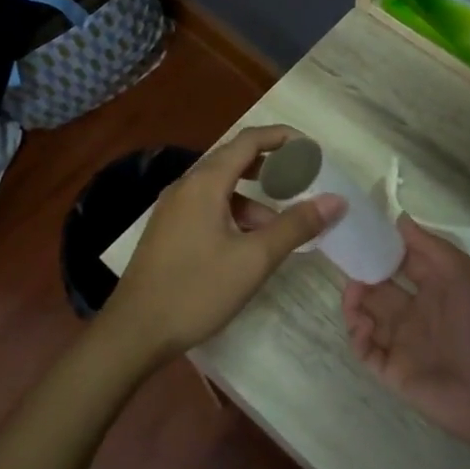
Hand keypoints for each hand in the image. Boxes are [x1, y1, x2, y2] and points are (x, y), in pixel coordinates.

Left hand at [109, 126, 342, 361]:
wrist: (134, 330)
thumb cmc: (196, 290)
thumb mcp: (253, 260)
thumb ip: (295, 226)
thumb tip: (336, 200)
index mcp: (204, 183)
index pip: (248, 140)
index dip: (282, 137)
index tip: (311, 149)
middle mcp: (185, 186)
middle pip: (232, 160)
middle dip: (269, 166)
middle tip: (301, 180)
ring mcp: (172, 208)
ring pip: (220, 188)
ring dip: (252, 198)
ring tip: (278, 226)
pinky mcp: (167, 230)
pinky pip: (206, 207)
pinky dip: (232, 214)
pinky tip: (246, 245)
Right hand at [341, 217, 469, 451]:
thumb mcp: (466, 275)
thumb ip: (431, 247)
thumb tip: (399, 219)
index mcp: (434, 287)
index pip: (399, 261)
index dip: (379, 248)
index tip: (357, 232)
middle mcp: (415, 312)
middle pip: (376, 287)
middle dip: (359, 274)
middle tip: (344, 263)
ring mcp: (402, 342)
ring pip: (365, 316)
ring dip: (353, 303)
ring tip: (353, 296)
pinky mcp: (392, 370)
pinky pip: (364, 349)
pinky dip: (357, 335)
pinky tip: (365, 326)